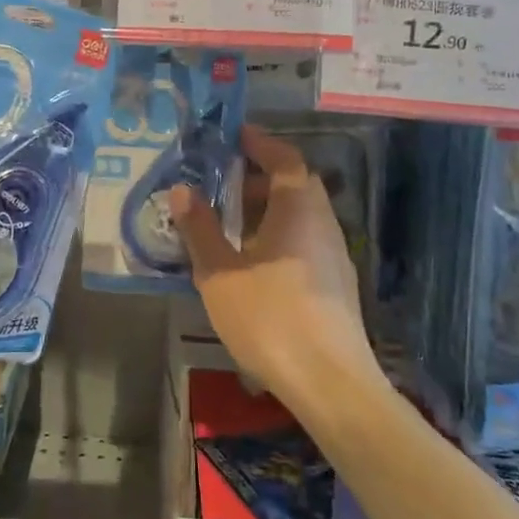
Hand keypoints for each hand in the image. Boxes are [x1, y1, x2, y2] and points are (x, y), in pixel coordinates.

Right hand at [171, 125, 376, 413]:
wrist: (330, 383)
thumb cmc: (270, 317)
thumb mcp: (220, 272)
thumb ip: (200, 229)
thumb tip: (182, 190)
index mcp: (298, 209)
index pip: (285, 159)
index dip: (260, 143)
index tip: (234, 135)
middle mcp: (323, 224)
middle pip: (295, 185)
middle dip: (259, 177)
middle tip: (223, 180)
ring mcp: (335, 256)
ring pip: (301, 215)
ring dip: (268, 208)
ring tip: (230, 221)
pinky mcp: (336, 284)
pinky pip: (304, 240)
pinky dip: (278, 234)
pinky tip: (252, 260)